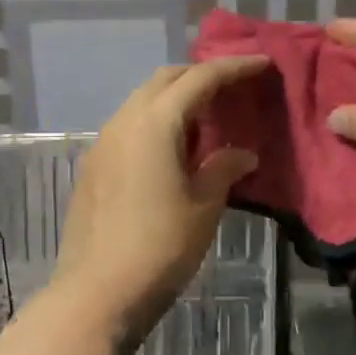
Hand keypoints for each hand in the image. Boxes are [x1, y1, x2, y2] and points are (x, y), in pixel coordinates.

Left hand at [48, 56, 269, 345]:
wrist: (98, 292)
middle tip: (233, 86)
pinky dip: (156, 122)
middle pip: (164, 80)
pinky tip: (174, 148)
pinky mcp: (94, 166)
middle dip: (200, 75)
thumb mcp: (204, 206)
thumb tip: (242, 154)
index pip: (199, 78)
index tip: (262, 63)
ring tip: (207, 117)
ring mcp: (103, 143)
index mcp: (154, 123)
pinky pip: (130, 126)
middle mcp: (124, 121)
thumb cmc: (161, 247)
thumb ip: (224, 169)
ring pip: (142, 101)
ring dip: (175, 99)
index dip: (233, 67)